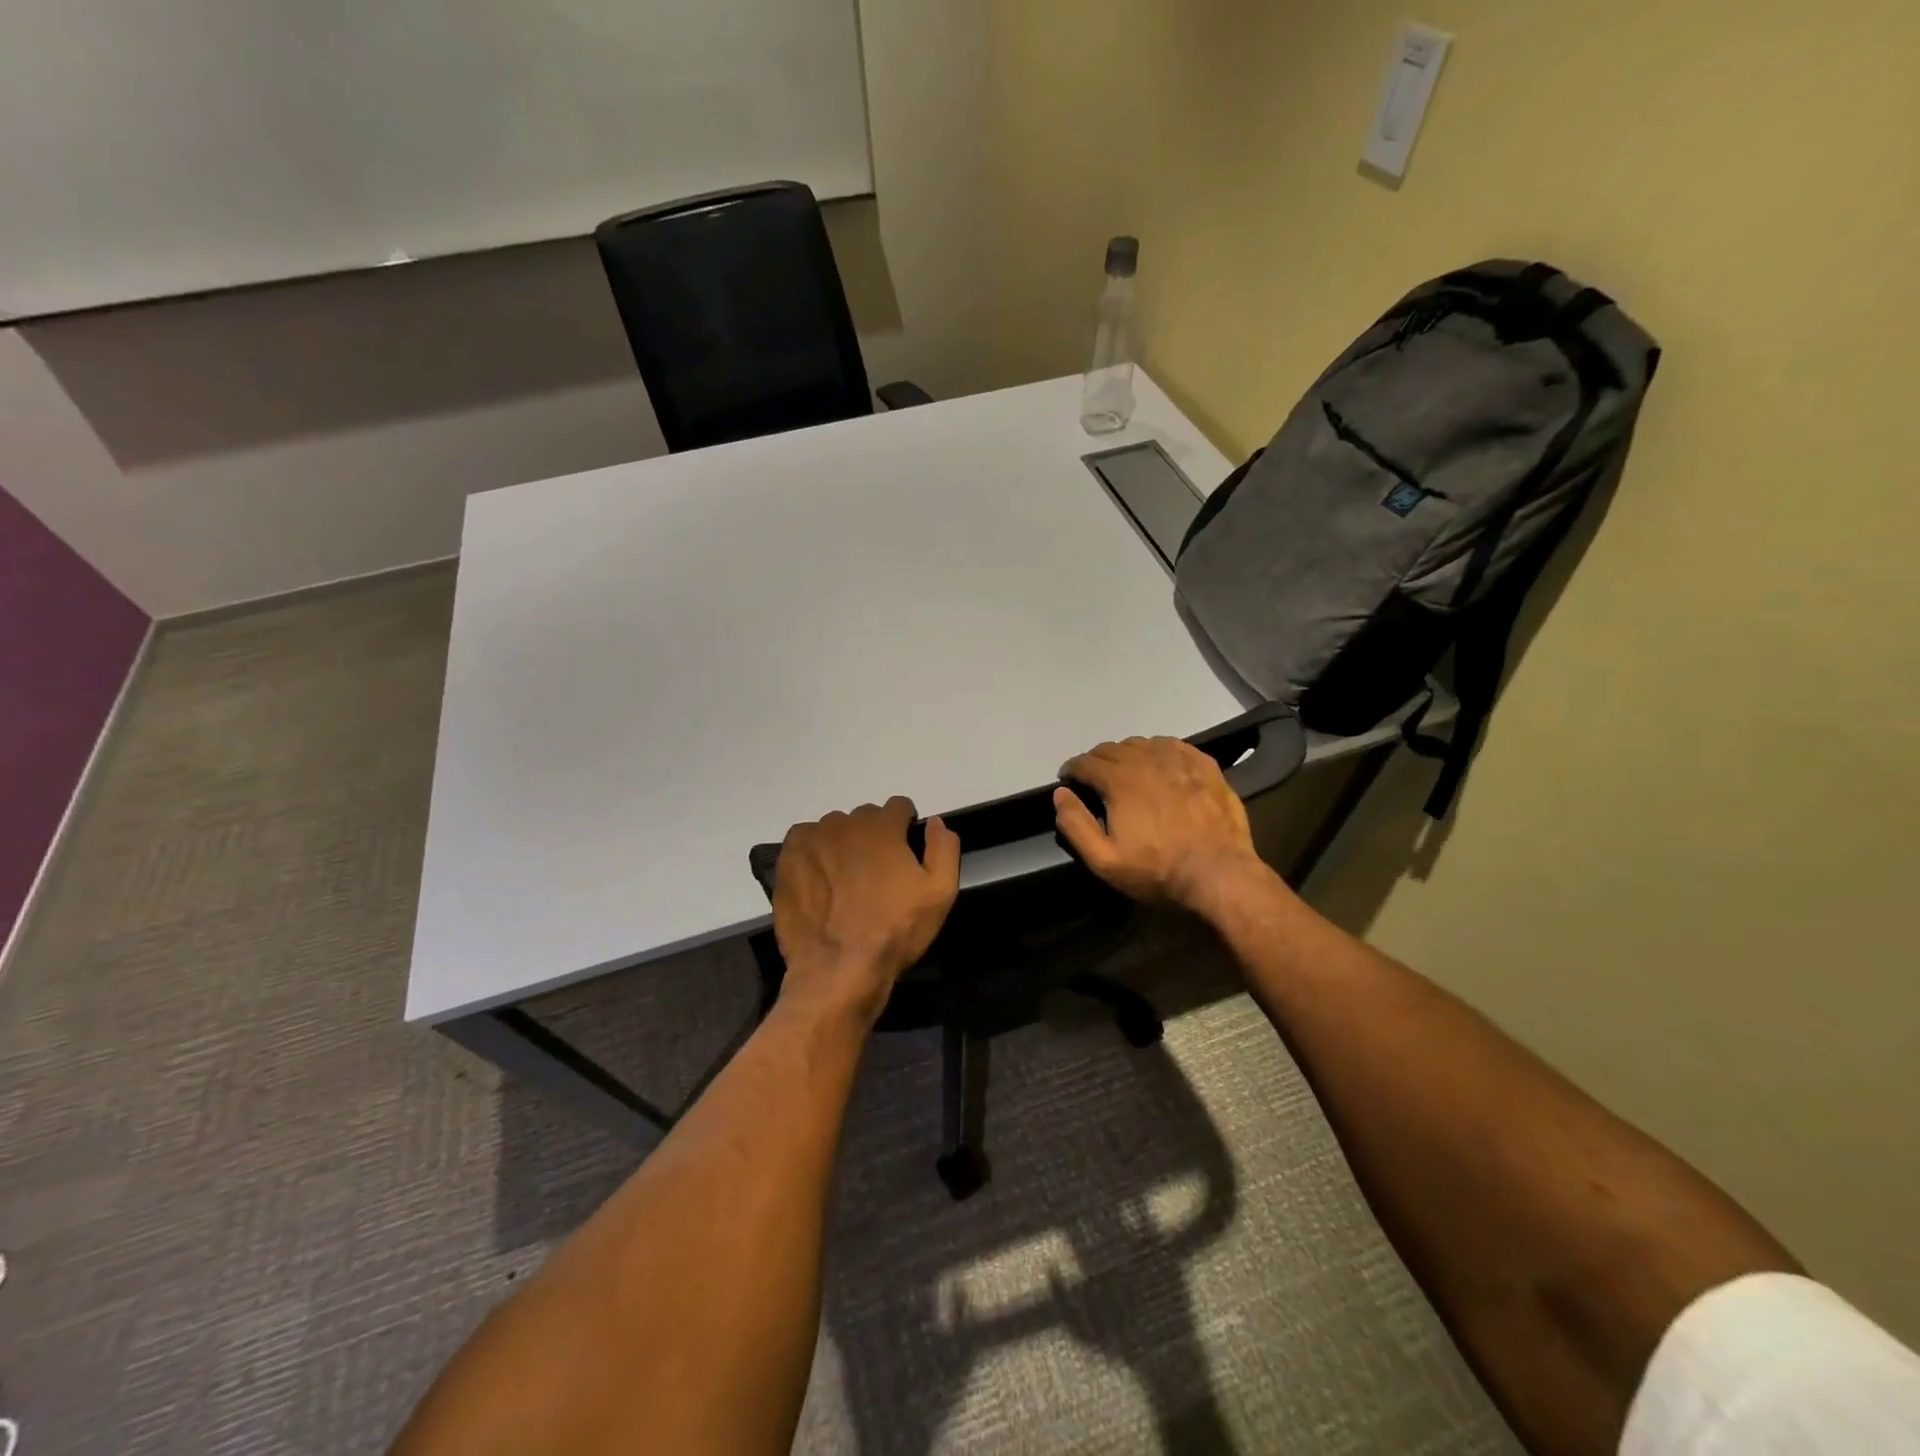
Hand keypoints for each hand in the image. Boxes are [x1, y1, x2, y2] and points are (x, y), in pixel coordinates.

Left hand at [773, 797, 960, 1024]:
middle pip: (865, 818)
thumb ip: (943, 848)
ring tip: (845, 880)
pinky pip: (804, 840)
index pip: (898, 807)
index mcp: (883, 826)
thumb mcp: (940, 893)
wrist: (839, 969)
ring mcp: (813, 839)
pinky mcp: (788, 858)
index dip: (905, 827)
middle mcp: (846, 823)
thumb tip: (935, 822)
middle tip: (876, 873)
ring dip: (843, 844)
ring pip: (834, 829)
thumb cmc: (895, 930)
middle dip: (874, 836)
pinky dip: (814, 852)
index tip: (904, 852)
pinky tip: (820, 879)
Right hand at [1053, 737, 1265, 911]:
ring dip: (1126, 754)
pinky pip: (1174, 746)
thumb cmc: (1157, 870)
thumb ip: (1076, 824)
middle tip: (1094, 779)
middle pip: (1111, 748)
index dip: (1071, 769)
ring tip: (1125, 772)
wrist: (1220, 874)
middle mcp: (1147, 760)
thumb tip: (1060, 794)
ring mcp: (1179, 760)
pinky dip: (1158, 750)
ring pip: (1142, 743)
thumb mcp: (1104, 860)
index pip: (1085, 762)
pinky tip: (1160, 765)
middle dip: (1096, 761)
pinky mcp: (1205, 766)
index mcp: (1119, 780)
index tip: (1068, 780)